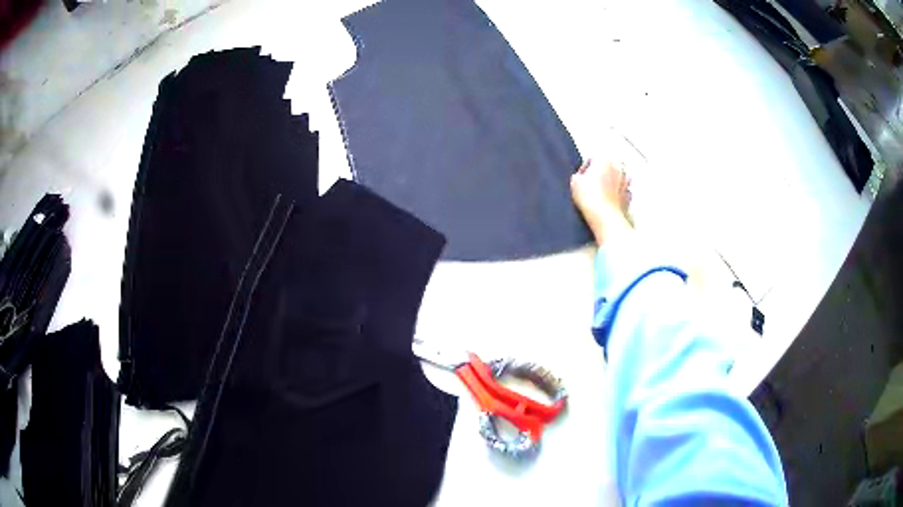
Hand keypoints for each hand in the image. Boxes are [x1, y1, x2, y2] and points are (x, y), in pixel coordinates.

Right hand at [570, 159, 632, 245]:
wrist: (604, 216)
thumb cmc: (591, 197)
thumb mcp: (575, 182)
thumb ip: (578, 176)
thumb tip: (580, 178)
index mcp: (604, 159)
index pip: (592, 159)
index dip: (585, 169)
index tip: (581, 177)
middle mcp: (618, 168)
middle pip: (607, 167)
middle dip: (600, 174)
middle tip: (590, 184)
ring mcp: (625, 182)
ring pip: (617, 178)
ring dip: (610, 183)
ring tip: (600, 193)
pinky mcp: (628, 196)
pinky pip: (622, 192)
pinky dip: (617, 195)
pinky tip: (608, 201)